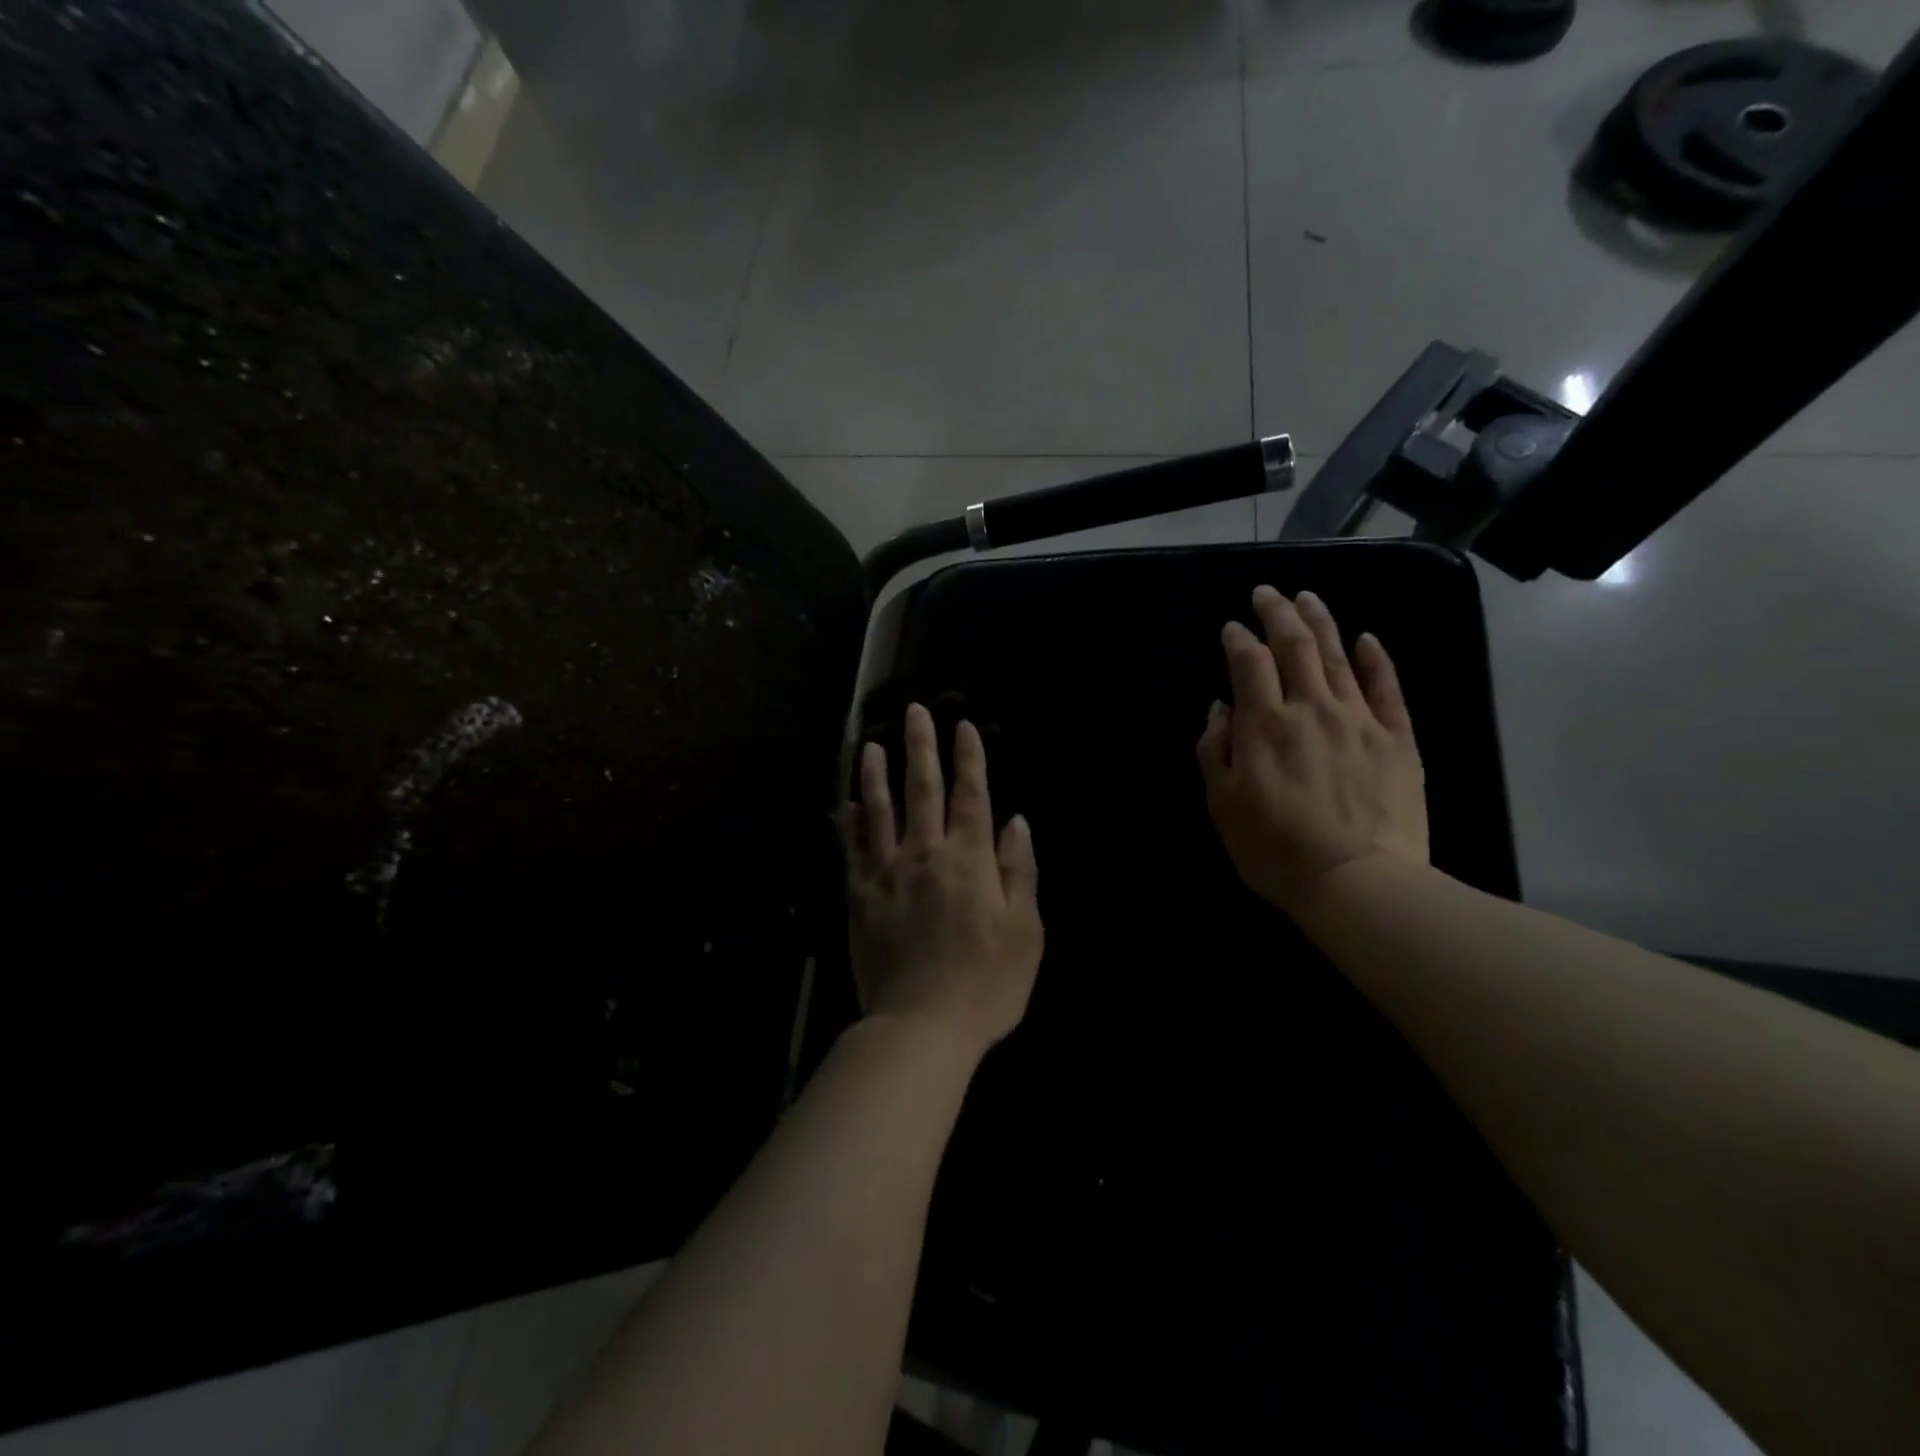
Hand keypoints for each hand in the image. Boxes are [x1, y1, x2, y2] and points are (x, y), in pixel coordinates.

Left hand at [844, 703, 1042, 1060]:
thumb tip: (1016, 822)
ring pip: (879, 812)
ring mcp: (886, 874)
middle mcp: (925, 855)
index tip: (964, 726)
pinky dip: (849, 824)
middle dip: (921, 747)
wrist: (921, 1027)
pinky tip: (845, 805)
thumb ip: (1019, 872)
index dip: (969, 758)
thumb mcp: (1024, 932)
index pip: (971, 796)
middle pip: (922, 790)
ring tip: (871, 745)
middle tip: (913, 712)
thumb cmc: (985, 984)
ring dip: (876, 775)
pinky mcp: (859, 897)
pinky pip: (852, 850)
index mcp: (969, 861)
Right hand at [1197, 586, 1427, 911]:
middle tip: (1267, 592)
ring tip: (1308, 597)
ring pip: (1339, 655)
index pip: (1248, 662)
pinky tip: (1368, 638)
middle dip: (1277, 612)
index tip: (1231, 627)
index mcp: (1264, 723)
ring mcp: (1359, 719)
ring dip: (1320, 621)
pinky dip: (1377, 659)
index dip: (1237, 638)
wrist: (1354, 881)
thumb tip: (1221, 707)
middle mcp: (1311, 707)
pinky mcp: (1398, 739)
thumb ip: (1215, 748)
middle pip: (1295, 645)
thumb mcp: (1222, 802)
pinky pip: (1387, 688)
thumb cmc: (1274, 847)